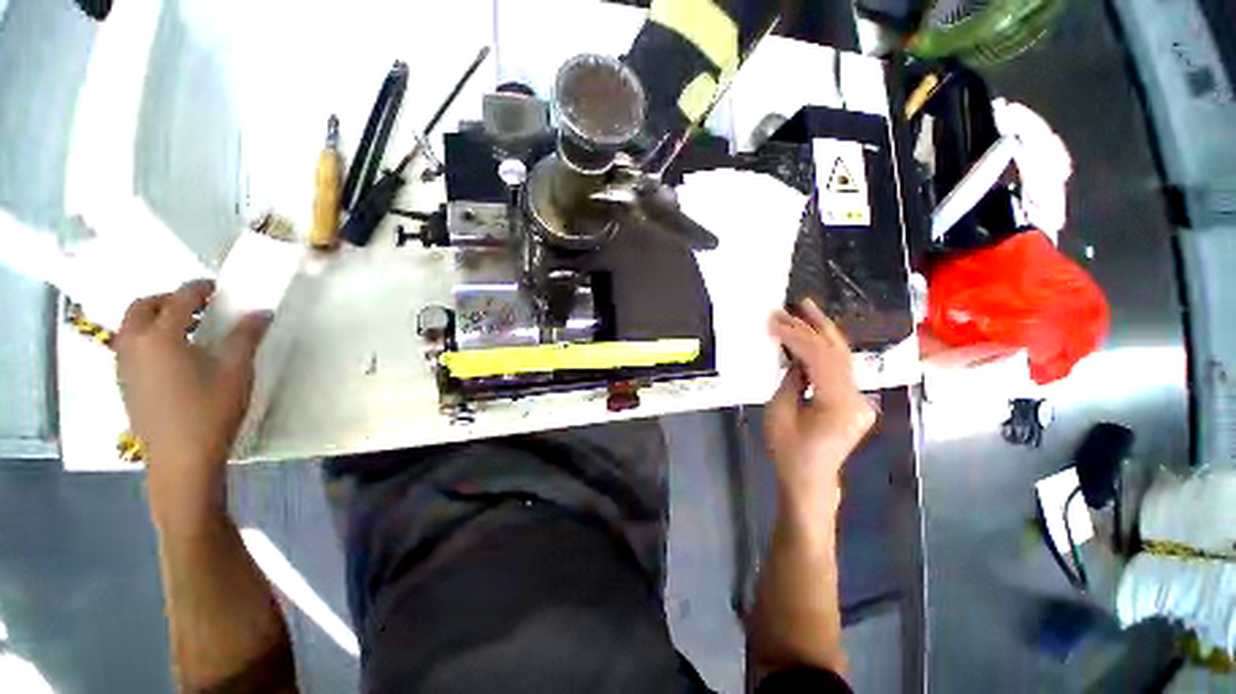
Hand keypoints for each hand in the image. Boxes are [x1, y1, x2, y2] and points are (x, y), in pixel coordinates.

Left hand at [115, 280, 268, 474]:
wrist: (181, 458)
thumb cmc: (211, 411)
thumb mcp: (236, 371)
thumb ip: (246, 336)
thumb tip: (261, 312)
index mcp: (161, 336)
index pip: (180, 298)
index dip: (200, 288)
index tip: (218, 288)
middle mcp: (134, 343)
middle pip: (143, 305)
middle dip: (168, 299)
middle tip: (197, 306)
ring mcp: (124, 364)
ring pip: (131, 325)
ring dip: (154, 317)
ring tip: (184, 329)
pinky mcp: (124, 382)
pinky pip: (129, 345)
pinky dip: (147, 337)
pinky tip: (171, 355)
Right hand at [765, 299, 875, 502]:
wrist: (811, 480)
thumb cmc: (789, 452)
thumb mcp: (780, 414)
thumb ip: (790, 380)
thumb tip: (794, 357)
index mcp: (838, 404)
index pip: (819, 358)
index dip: (796, 336)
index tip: (774, 320)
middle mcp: (857, 398)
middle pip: (837, 352)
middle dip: (815, 325)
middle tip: (798, 303)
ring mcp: (859, 399)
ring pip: (843, 357)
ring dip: (823, 333)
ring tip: (806, 310)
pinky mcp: (854, 401)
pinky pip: (840, 369)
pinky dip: (824, 350)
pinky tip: (812, 337)